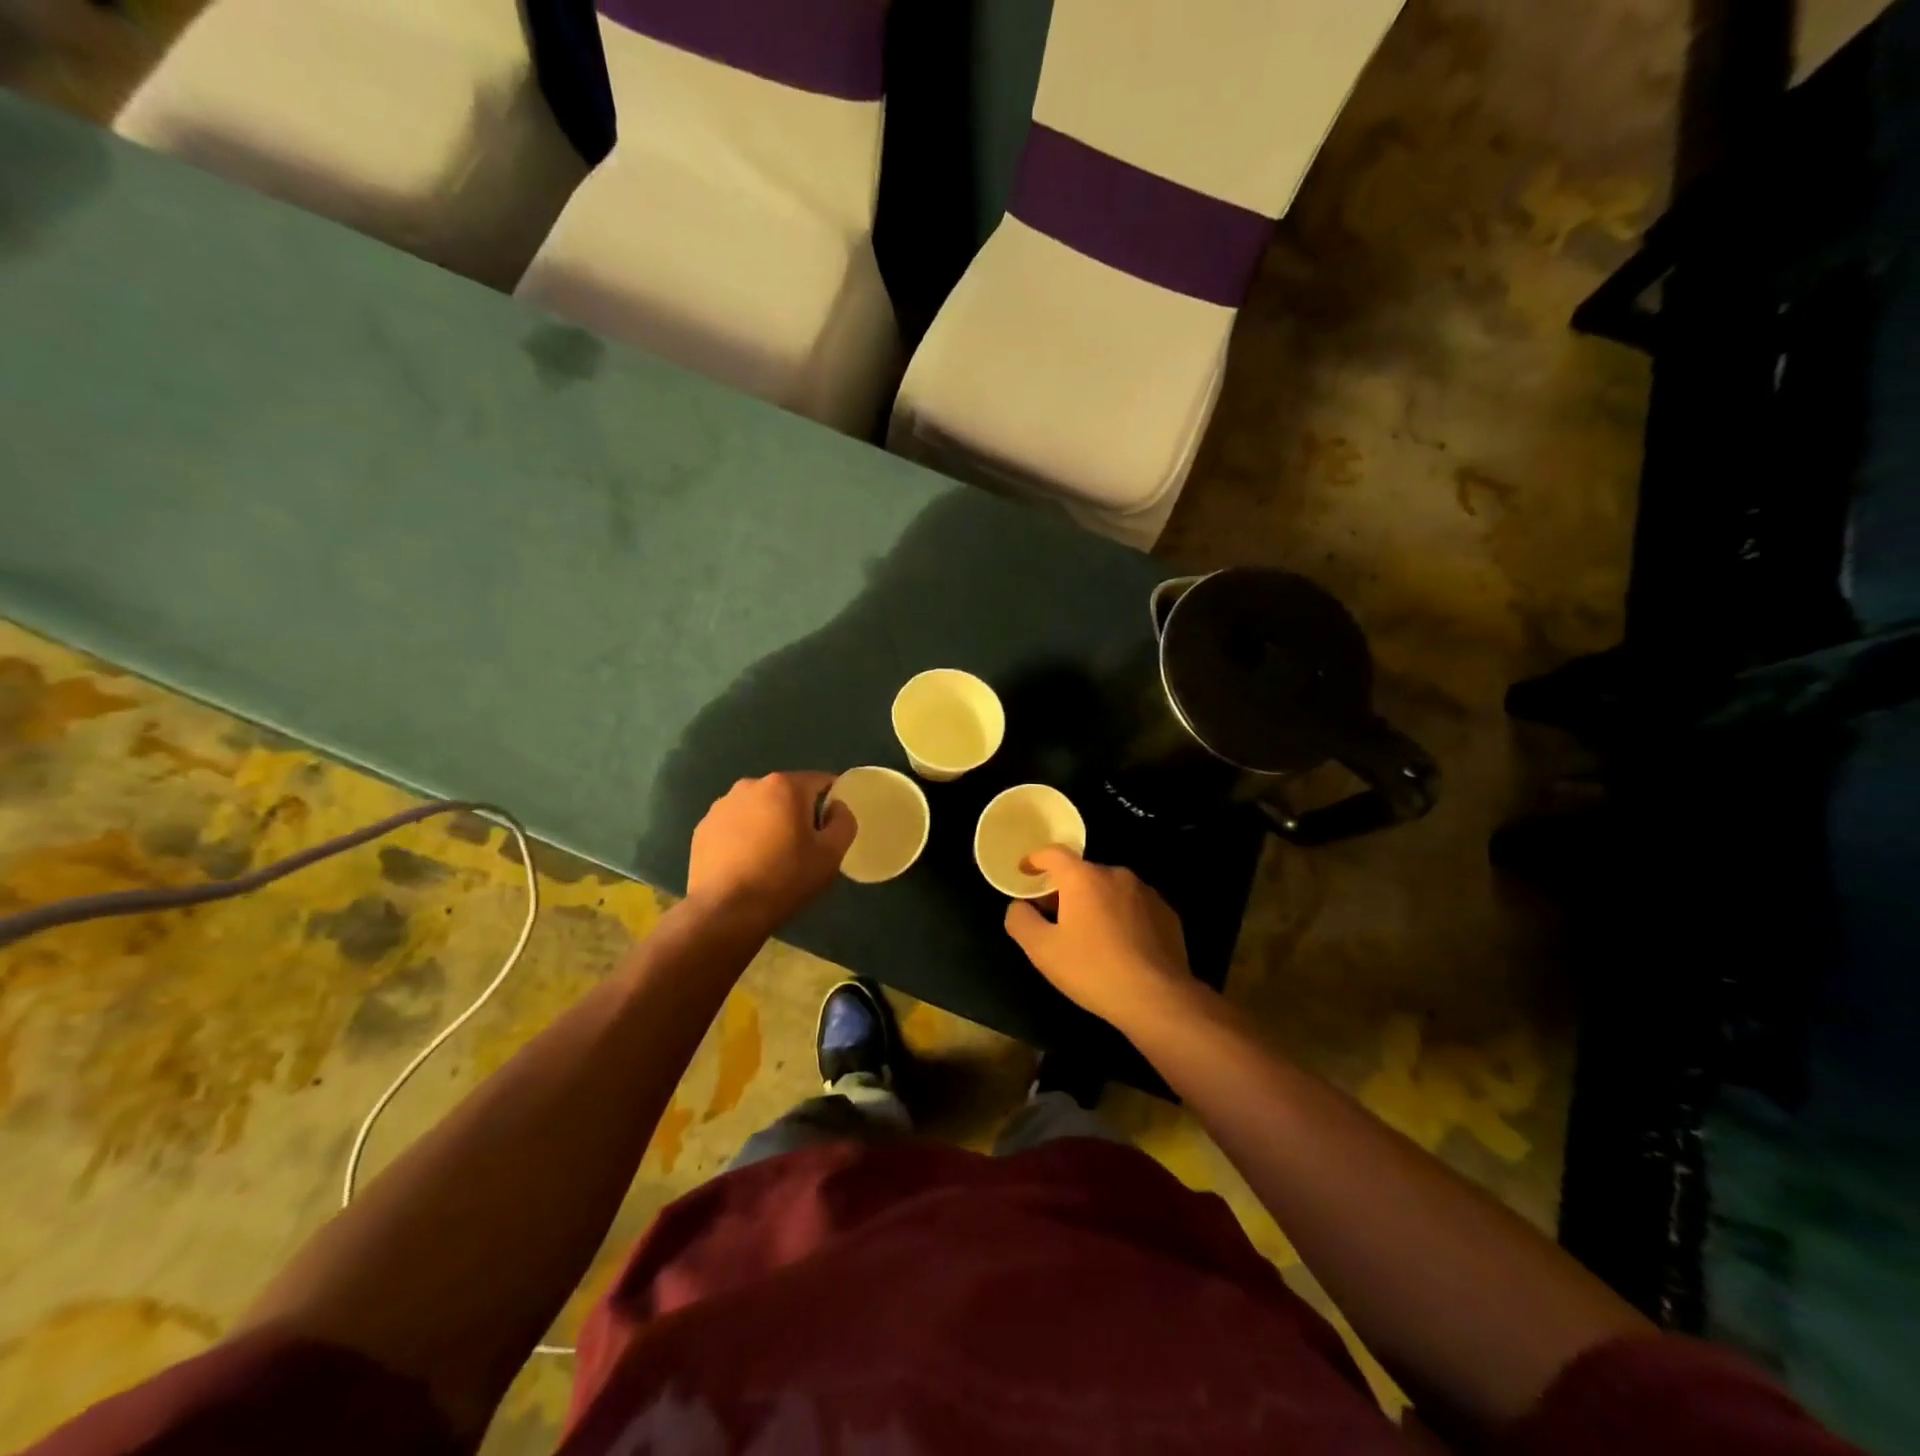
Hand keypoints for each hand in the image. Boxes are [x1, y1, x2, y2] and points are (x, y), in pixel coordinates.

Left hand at [686, 773, 855, 933]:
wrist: (725, 912)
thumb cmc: (785, 879)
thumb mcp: (831, 854)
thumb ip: (844, 822)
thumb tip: (836, 808)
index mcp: (784, 786)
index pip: (820, 781)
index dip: (832, 802)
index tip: (831, 828)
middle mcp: (751, 785)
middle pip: (787, 794)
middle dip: (798, 814)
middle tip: (803, 848)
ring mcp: (722, 806)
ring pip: (758, 809)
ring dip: (769, 824)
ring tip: (771, 858)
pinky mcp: (703, 828)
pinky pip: (734, 825)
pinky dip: (743, 837)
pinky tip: (746, 865)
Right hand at [1003, 849, 1194, 1031]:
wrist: (1156, 998)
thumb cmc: (1092, 970)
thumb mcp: (1042, 950)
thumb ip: (1021, 920)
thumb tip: (1019, 906)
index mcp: (1083, 877)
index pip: (1053, 854)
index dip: (1035, 860)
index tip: (1025, 872)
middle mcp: (1116, 874)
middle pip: (1082, 874)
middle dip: (1066, 890)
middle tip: (1055, 918)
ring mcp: (1146, 893)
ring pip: (1110, 890)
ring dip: (1096, 903)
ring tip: (1090, 935)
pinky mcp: (1167, 913)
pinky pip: (1135, 907)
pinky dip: (1122, 917)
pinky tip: (1121, 946)